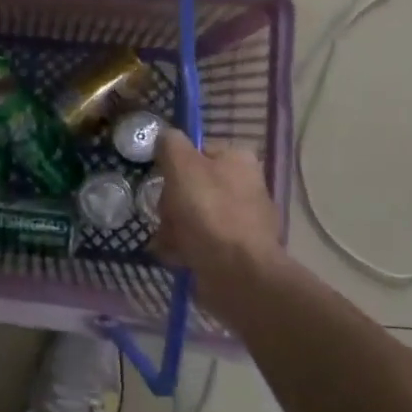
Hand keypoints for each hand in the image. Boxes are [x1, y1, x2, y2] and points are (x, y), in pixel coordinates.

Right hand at [154, 130, 288, 312]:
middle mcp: (246, 187)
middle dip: (172, 203)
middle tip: (166, 216)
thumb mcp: (182, 166)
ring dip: (174, 228)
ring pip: (193, 217)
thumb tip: (166, 136)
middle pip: (193, 186)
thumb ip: (171, 144)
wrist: (238, 274)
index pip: (199, 152)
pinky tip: (176, 257)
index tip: (164, 180)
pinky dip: (185, 249)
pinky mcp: (237, 252)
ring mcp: (244, 222)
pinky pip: (201, 243)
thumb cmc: (209, 212)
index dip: (176, 165)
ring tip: (169, 241)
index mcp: (239, 161)